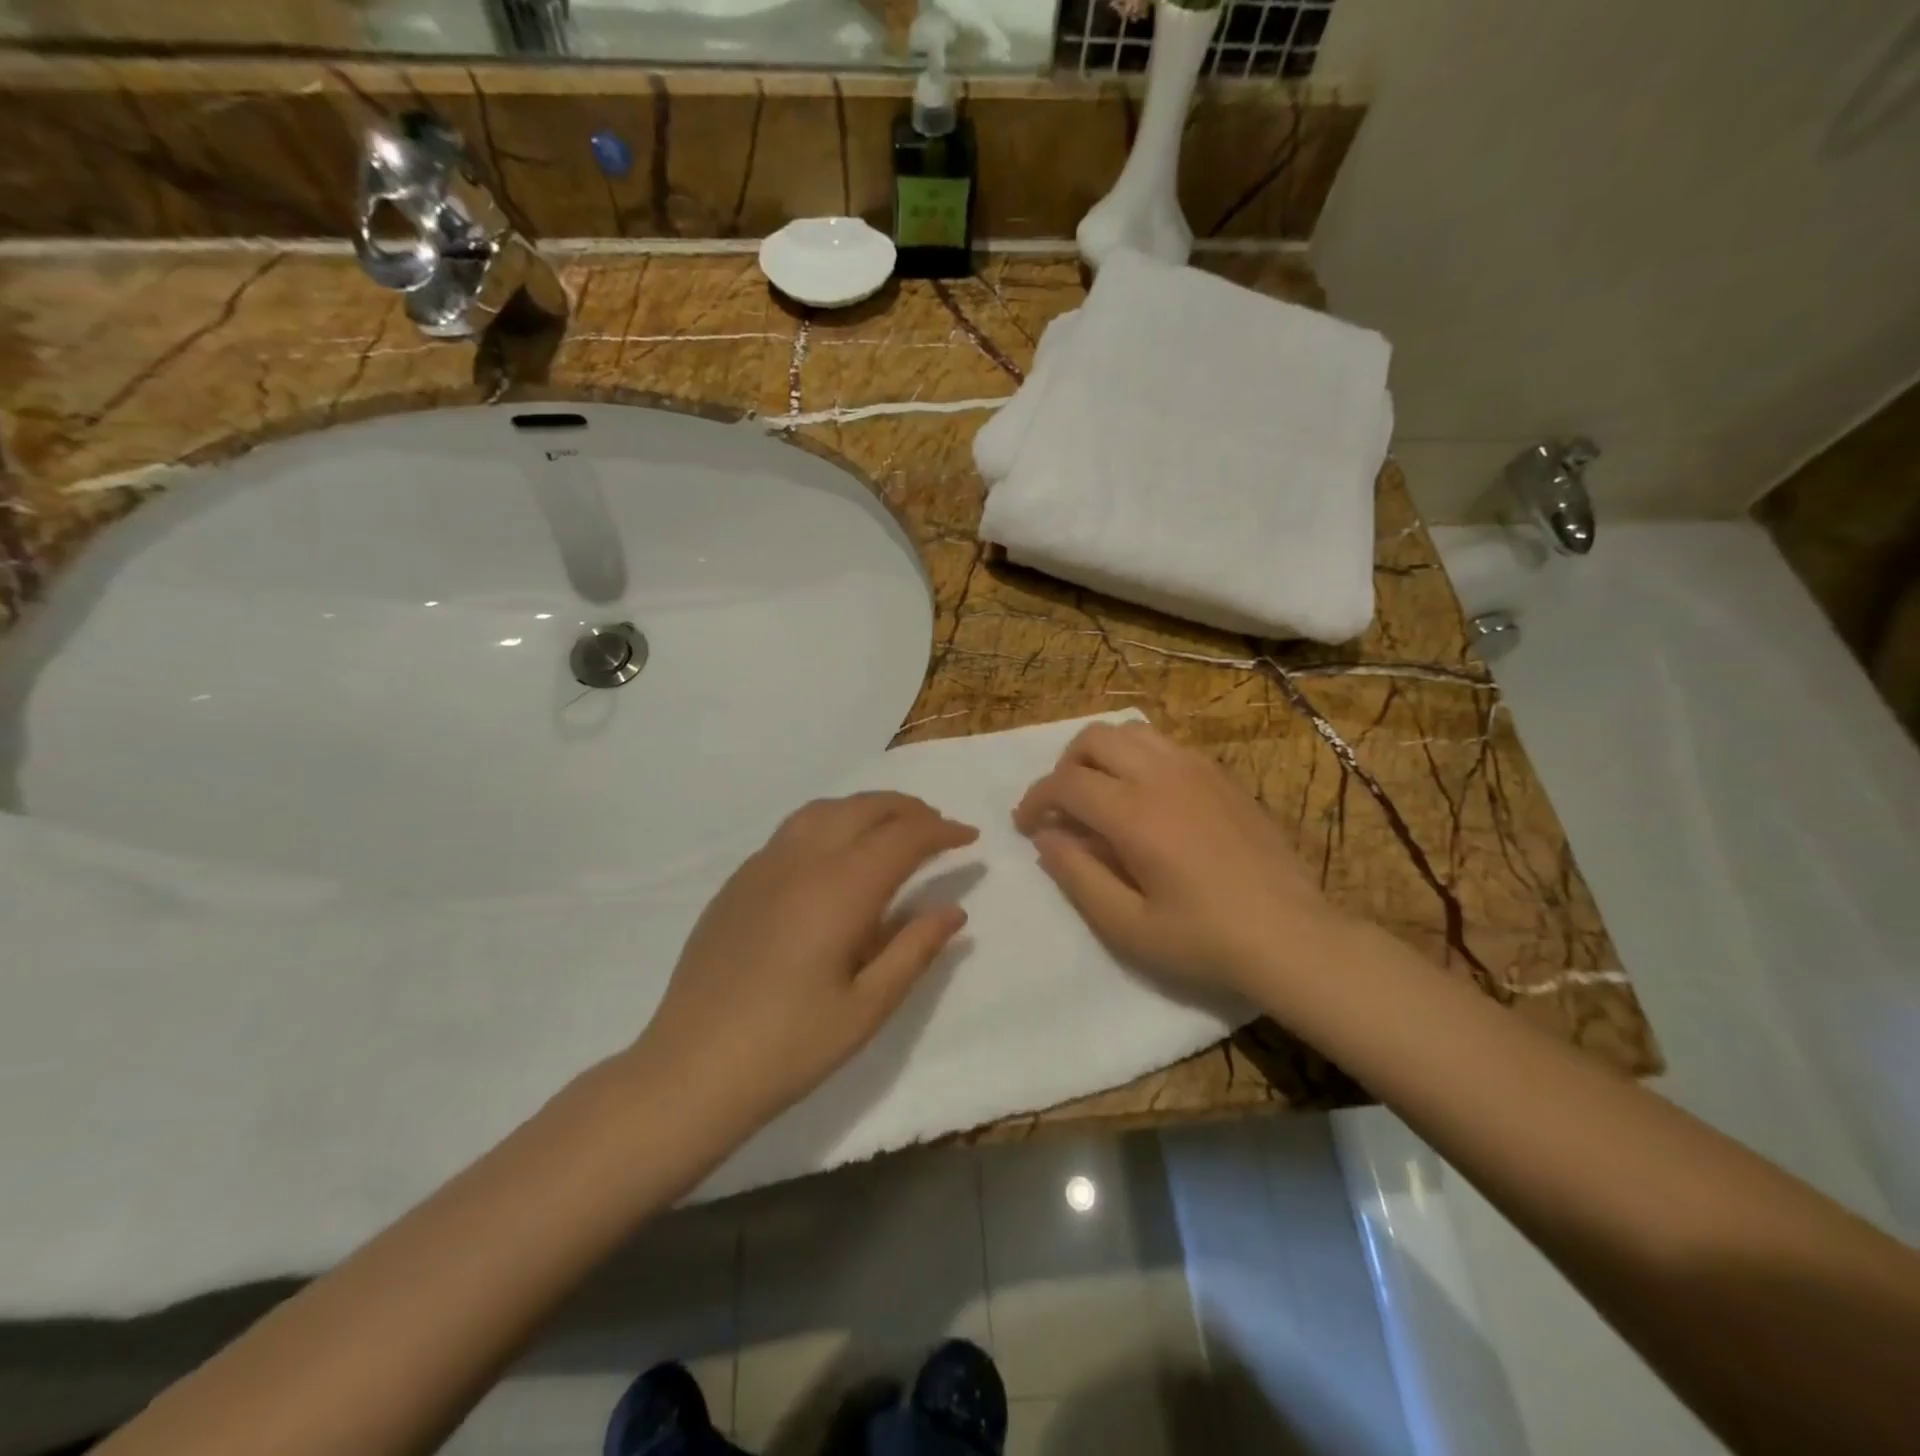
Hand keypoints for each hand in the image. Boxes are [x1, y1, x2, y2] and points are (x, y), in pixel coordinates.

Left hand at [633, 792, 977, 1133]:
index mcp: (840, 889)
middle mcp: (802, 860)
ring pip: (825, 809)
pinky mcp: (738, 881)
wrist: (690, 1070)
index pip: (903, 837)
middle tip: (938, 828)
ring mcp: (763, 866)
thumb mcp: (868, 1008)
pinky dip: (831, 822)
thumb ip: (915, 950)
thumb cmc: (789, 1047)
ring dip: (867, 808)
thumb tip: (954, 910)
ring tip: (892, 828)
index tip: (969, 838)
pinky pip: (794, 829)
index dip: (941, 831)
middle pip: (865, 808)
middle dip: (909, 809)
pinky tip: (836, 854)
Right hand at [1013, 721, 1353, 1002]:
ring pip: (1131, 731)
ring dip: (1101, 755)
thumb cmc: (1204, 939)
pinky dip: (1138, 756)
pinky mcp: (1221, 775)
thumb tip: (1047, 837)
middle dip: (1064, 767)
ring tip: (1100, 794)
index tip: (1026, 826)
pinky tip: (1146, 796)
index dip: (1035, 799)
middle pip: (1094, 739)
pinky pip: (1166, 743)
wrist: (1291, 935)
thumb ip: (1077, 875)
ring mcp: (1196, 769)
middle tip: (1063, 808)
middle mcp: (1162, 776)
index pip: (1066, 783)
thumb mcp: (1127, 925)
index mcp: (1135, 814)